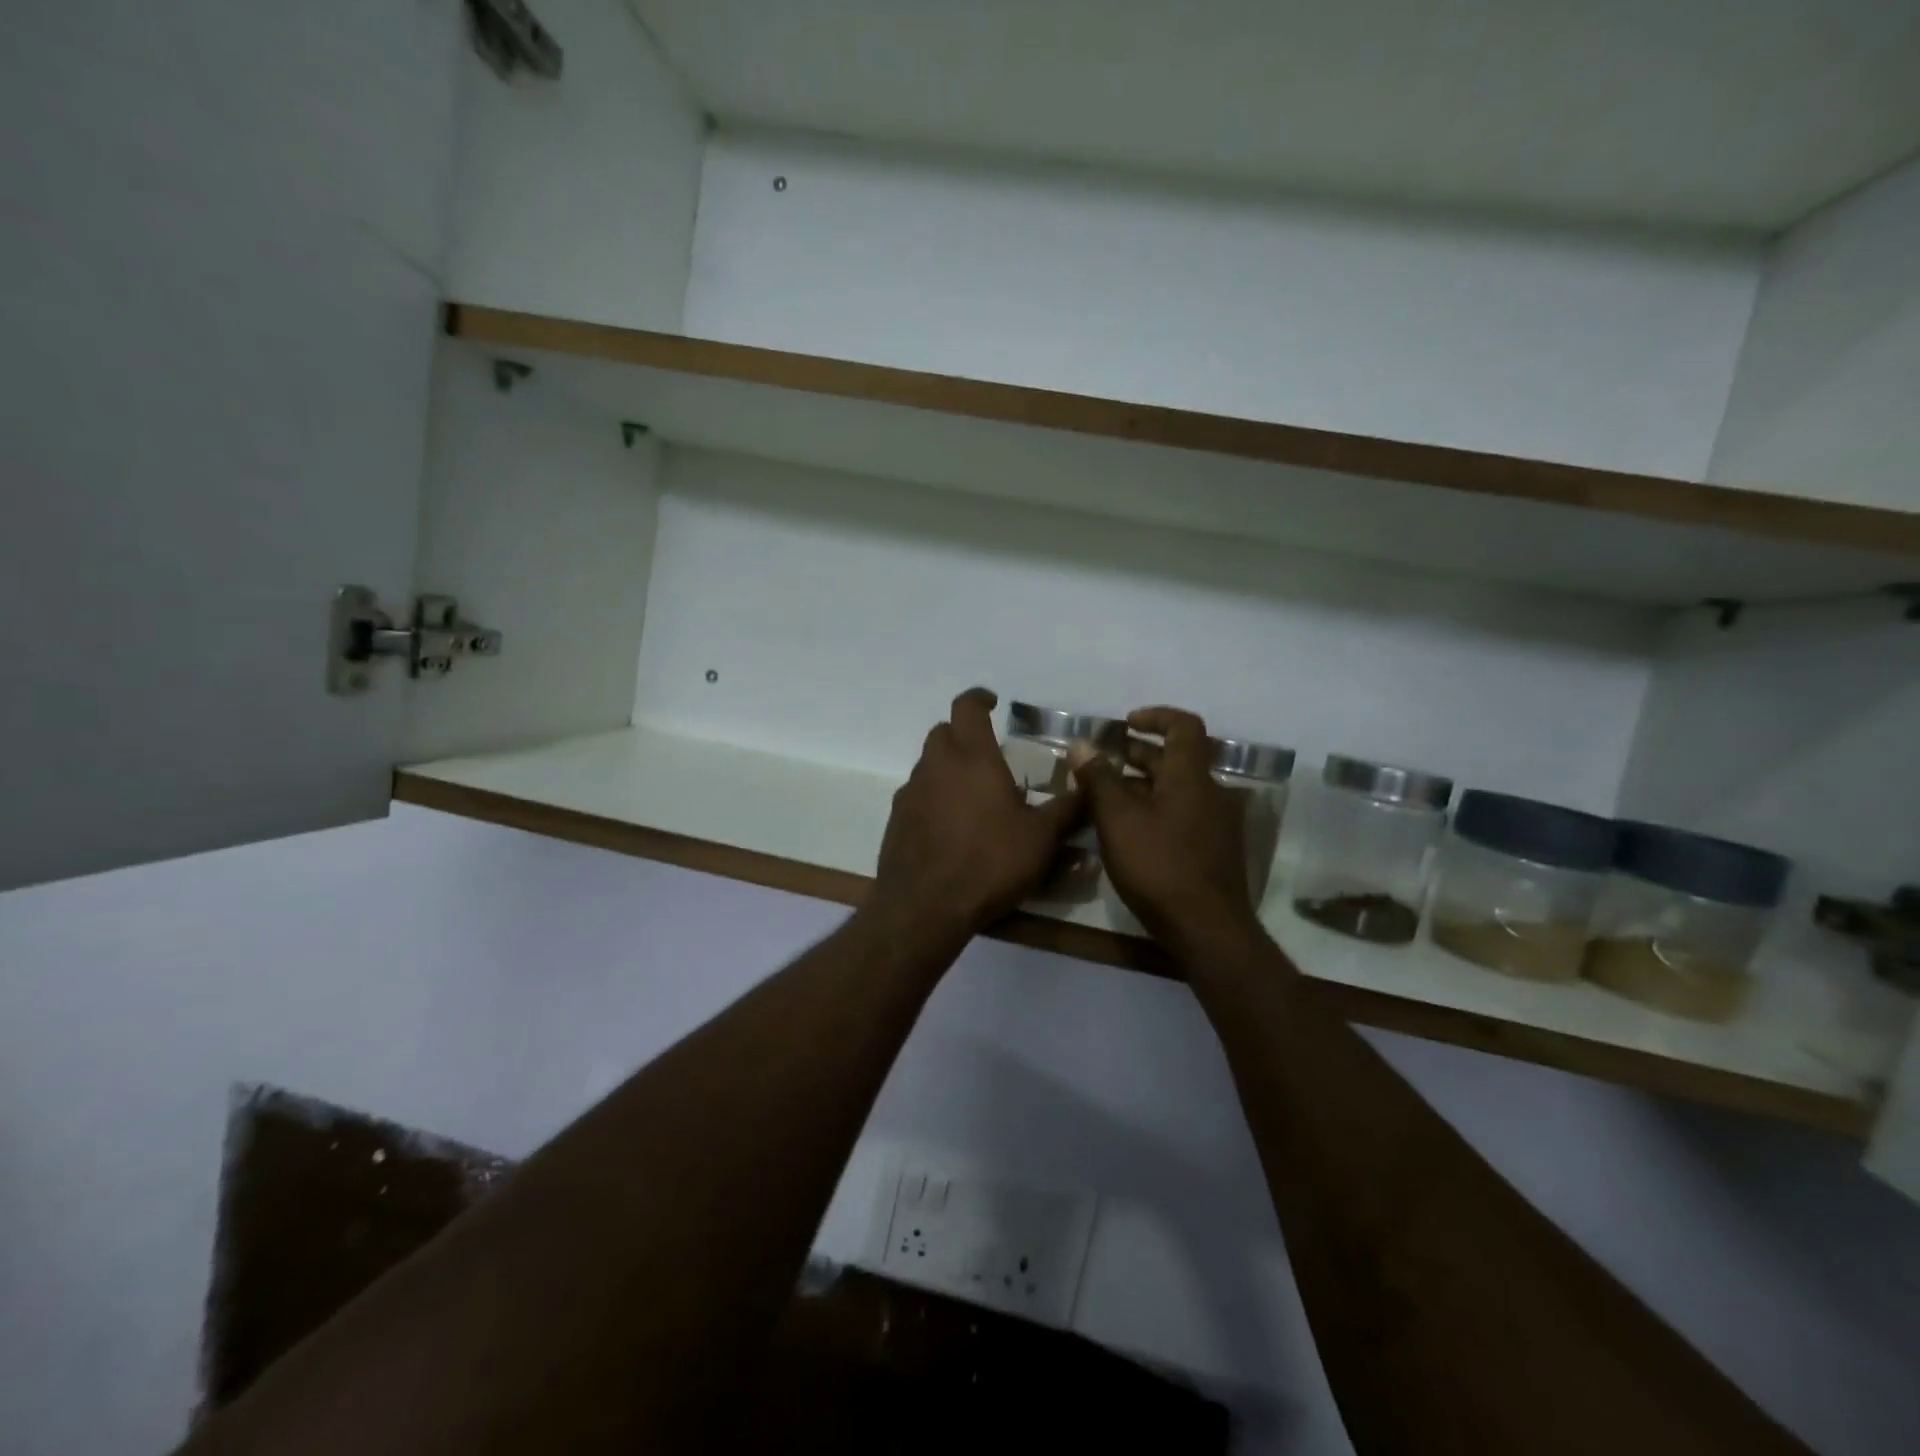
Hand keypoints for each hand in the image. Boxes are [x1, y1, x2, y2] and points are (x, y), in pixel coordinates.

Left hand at [871, 688, 1084, 934]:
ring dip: (948, 768)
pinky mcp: (896, 819)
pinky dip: (934, 797)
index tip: (993, 702)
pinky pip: (917, 794)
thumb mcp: (1040, 839)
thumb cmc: (989, 863)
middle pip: (943, 732)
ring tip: (973, 795)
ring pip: (928, 764)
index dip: (979, 698)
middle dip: (963, 734)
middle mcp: (936, 765)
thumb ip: (1066, 809)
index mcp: (972, 757)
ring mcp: (911, 792)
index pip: (967, 707)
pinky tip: (951, 826)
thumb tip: (1089, 788)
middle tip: (987, 754)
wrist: (925, 906)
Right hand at [1068, 706, 1263, 953]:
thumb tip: (1082, 744)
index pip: (1184, 726)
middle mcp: (1211, 793)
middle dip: (1140, 755)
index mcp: (1191, 777)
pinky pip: (1184, 814)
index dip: (1156, 716)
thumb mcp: (1118, 820)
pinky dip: (1157, 809)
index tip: (1126, 724)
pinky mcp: (1215, 850)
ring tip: (1108, 799)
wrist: (1207, 930)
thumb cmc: (1159, 867)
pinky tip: (1131, 832)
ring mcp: (1217, 824)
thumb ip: (1099, 779)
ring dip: (1145, 785)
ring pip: (1178, 790)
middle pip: (1177, 759)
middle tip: (1104, 764)